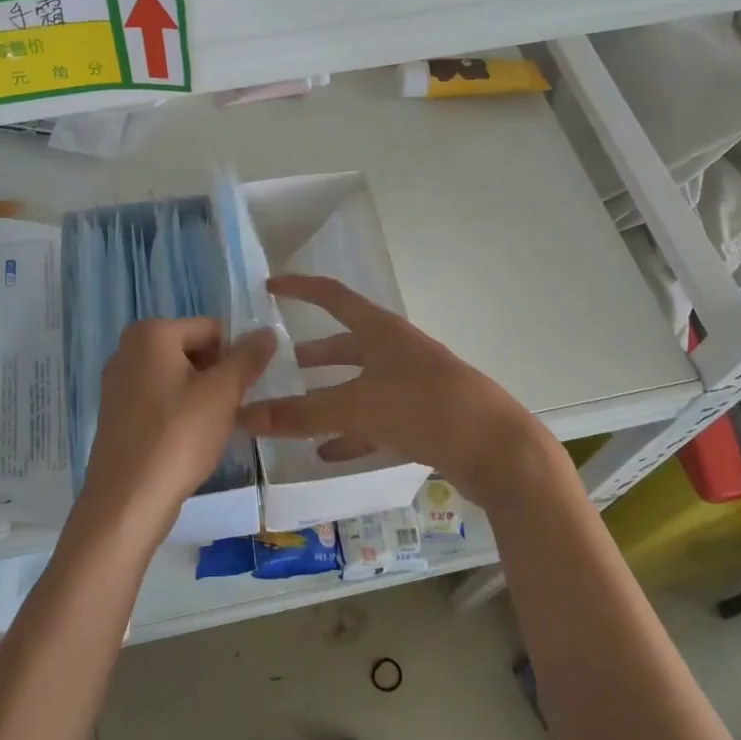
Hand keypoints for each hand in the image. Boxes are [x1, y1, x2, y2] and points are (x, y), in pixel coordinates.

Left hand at [75, 318, 277, 544]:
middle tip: (232, 409)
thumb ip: (248, 357)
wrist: (128, 500)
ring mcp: (117, 382)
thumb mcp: (223, 393)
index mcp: (151, 333)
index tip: (248, 388)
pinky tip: (189, 439)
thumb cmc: (178, 437)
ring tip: (213, 428)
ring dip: (201, 395)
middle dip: (218, 375)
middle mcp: (127, 349)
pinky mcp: (116, 412)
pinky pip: (159, 399)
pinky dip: (179, 412)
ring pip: (177, 377)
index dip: (236, 355)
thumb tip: (267, 332)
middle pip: (192, 350)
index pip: (211, 329)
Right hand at [239, 275, 558, 498]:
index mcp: (382, 331)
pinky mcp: (423, 419)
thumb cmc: (426, 408)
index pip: (332, 296)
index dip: (300, 288)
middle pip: (346, 344)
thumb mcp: (358, 406)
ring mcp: (412, 386)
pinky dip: (350, 433)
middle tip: (279, 364)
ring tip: (295, 411)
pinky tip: (328, 453)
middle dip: (314, 354)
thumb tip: (242, 416)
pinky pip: (376, 421)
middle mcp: (397, 352)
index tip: (269, 287)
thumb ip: (300, 413)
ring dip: (329, 396)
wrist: (498, 450)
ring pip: (360, 385)